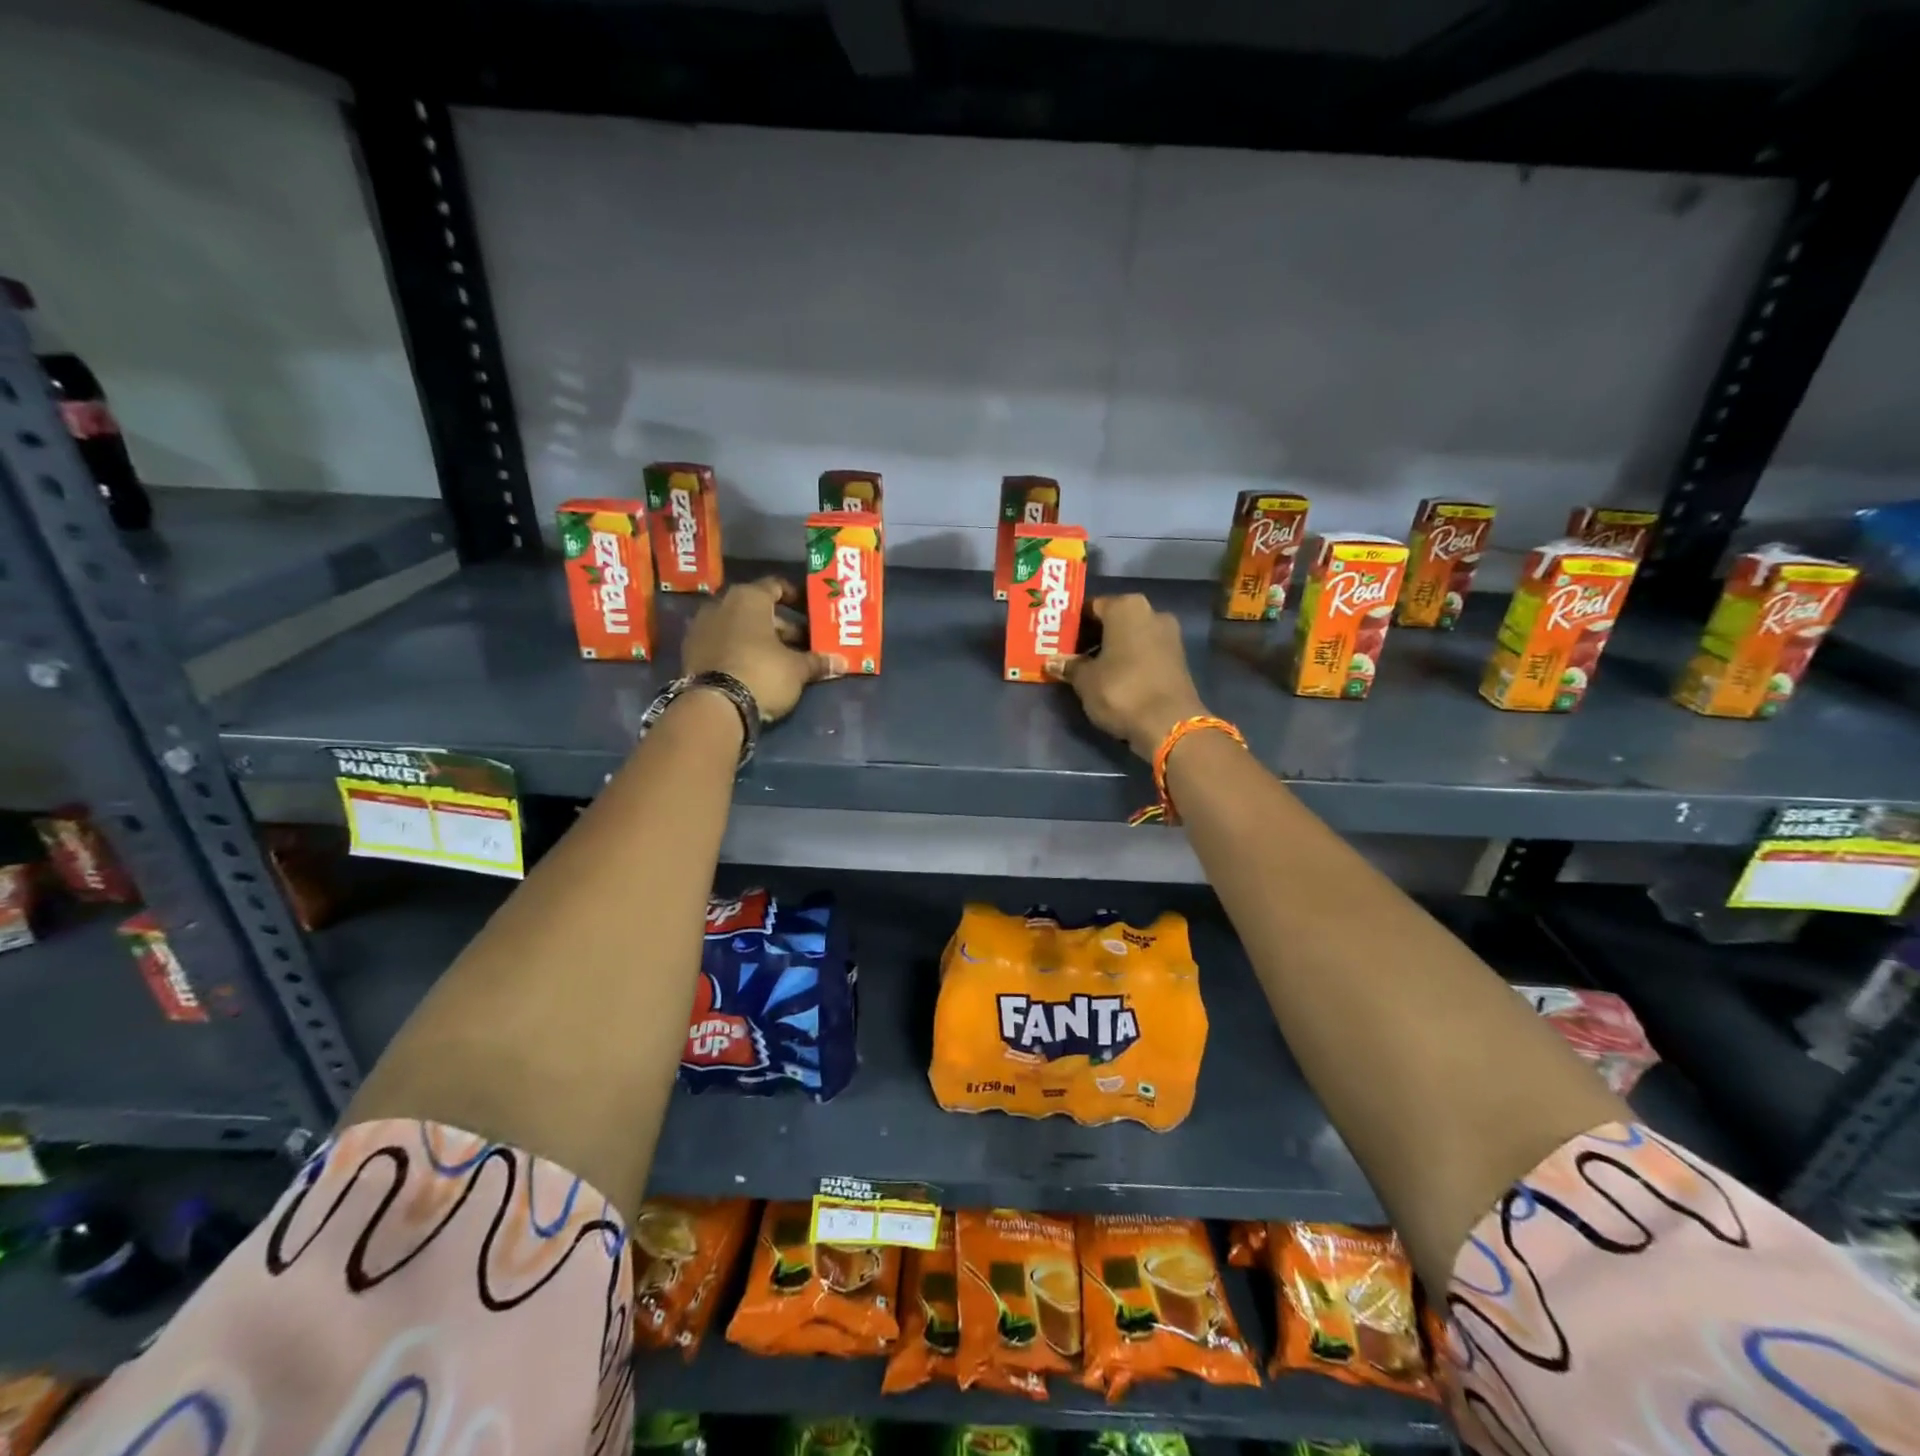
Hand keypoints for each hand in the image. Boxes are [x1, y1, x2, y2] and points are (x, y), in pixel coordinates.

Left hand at [682, 576, 841, 721]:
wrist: (715, 706)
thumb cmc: (762, 673)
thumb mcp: (797, 669)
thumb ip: (818, 662)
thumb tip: (841, 663)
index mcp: (748, 597)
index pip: (776, 586)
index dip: (796, 597)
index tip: (811, 611)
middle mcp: (721, 604)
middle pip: (758, 610)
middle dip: (782, 626)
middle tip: (803, 643)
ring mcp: (701, 628)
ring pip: (739, 627)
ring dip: (760, 640)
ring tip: (783, 659)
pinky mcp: (691, 652)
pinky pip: (724, 644)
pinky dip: (740, 651)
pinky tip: (757, 669)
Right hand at [1048, 594, 1206, 760]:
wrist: (1169, 724)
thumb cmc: (1122, 691)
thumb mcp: (1085, 680)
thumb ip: (1069, 666)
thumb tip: (1053, 661)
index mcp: (1126, 607)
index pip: (1091, 607)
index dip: (1072, 625)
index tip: (1058, 642)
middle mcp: (1151, 612)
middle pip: (1113, 620)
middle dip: (1092, 637)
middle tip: (1070, 656)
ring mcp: (1169, 635)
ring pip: (1130, 636)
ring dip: (1111, 649)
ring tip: (1089, 670)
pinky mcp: (1178, 658)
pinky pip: (1145, 651)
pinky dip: (1129, 660)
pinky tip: (1113, 678)